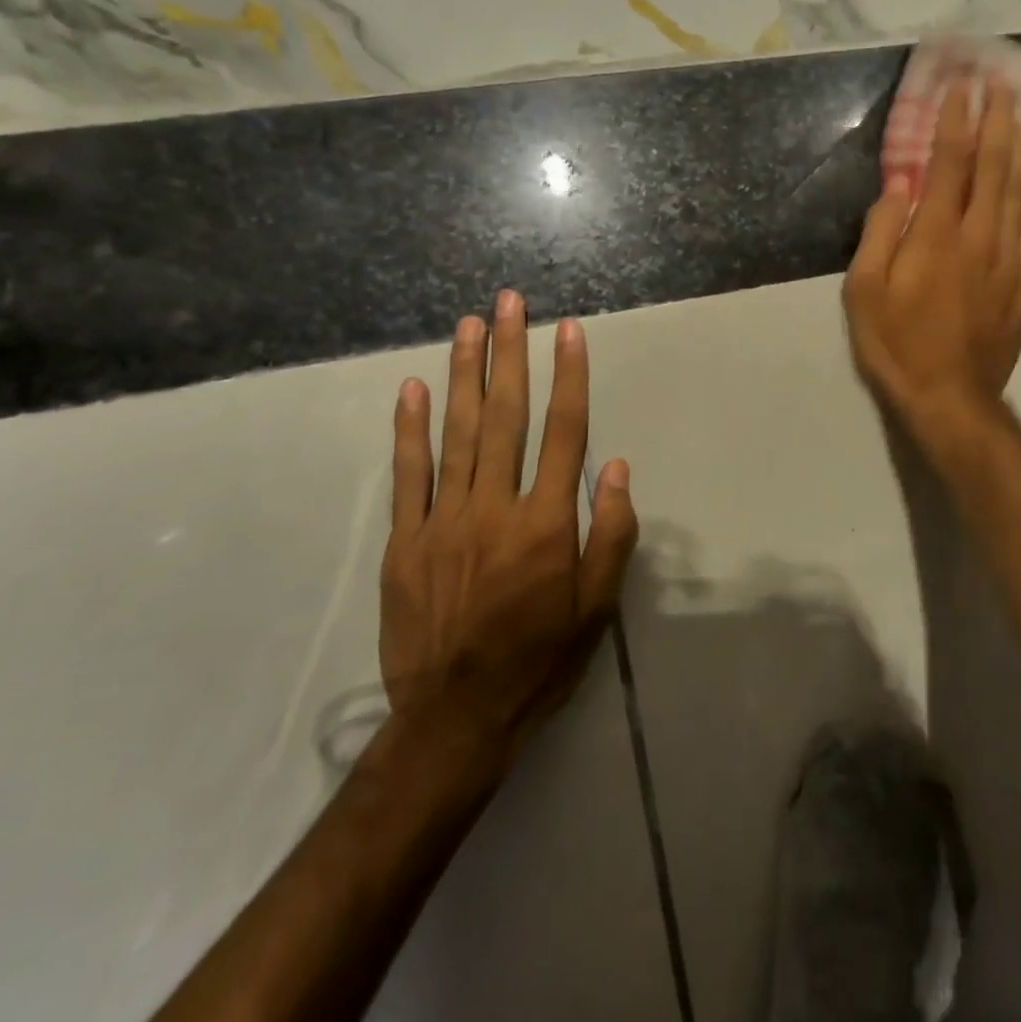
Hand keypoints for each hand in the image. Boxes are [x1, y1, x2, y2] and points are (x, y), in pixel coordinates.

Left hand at [380, 290, 638, 769]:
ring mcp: (443, 521)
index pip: (565, 432)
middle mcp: (495, 507)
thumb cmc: (540, 659)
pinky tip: (413, 388)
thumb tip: (615, 467)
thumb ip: (611, 533)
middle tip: (509, 302)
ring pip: (457, 432)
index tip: (568, 331)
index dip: (569, 377)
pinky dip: (410, 429)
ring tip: (469, 325)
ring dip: (465, 374)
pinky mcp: (405, 541)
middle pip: (506, 416)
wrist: (456, 719)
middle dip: (510, 353)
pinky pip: (408, 475)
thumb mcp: (598, 607)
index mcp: (546, 523)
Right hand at [845, 80, 1020, 440]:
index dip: (956, 122)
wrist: (950, 400)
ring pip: (1017, 193)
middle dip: (997, 121)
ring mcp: (1007, 261)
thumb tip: (897, 186)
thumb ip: (880, 233)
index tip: (961, 88)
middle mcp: (978, 238)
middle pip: (992, 168)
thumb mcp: (864, 293)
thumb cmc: (896, 346)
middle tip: (1002, 84)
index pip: (949, 164)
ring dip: (1018, 149)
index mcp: (936, 236)